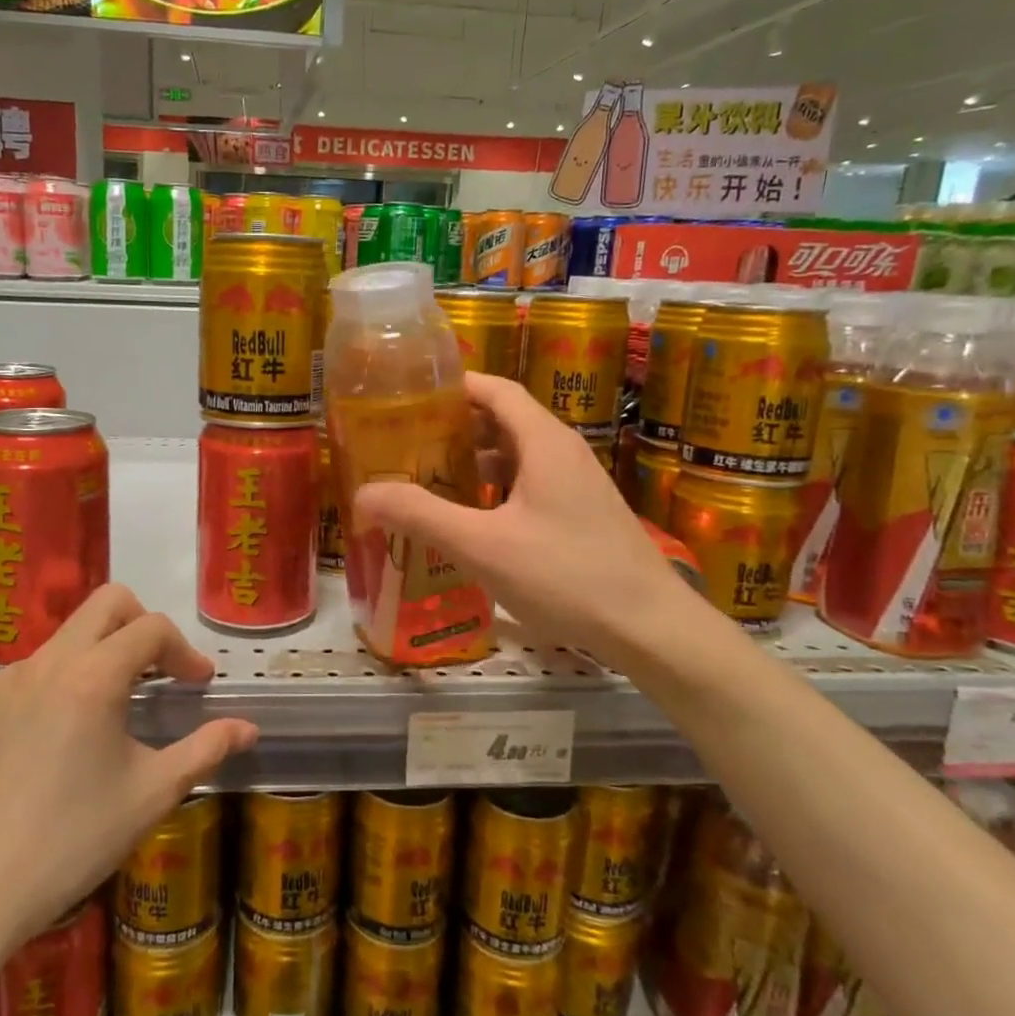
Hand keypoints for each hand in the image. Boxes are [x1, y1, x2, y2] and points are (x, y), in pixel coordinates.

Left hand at [0, 585, 256, 978]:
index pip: (152, 628)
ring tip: (119, 706)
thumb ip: (206, 750)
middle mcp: (48, 662)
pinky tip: (68, 733)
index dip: (185, 650)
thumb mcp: (152, 794)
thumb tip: (248, 728)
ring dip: (104, 651)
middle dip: (144, 625)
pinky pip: (36, 669)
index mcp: (92, 676)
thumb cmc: (72, 839)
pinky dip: (67, 678)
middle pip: (107, 603)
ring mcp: (8, 682)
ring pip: (69, 634)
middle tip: (161, 671)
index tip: (199, 685)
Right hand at [353, 372, 707, 664]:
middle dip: (455, 428)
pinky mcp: (584, 515)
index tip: (409, 396)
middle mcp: (564, 452)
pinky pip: (532, 485)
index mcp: (544, 441)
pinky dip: (497, 490)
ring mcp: (579, 485)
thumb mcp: (482, 545)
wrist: (651, 628)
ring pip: (518, 457)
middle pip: (504, 421)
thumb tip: (363, 493)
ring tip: (431, 481)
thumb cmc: (566, 576)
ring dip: (475, 462)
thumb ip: (421, 515)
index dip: (454, 386)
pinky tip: (474, 522)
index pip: (495, 389)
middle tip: (407, 444)